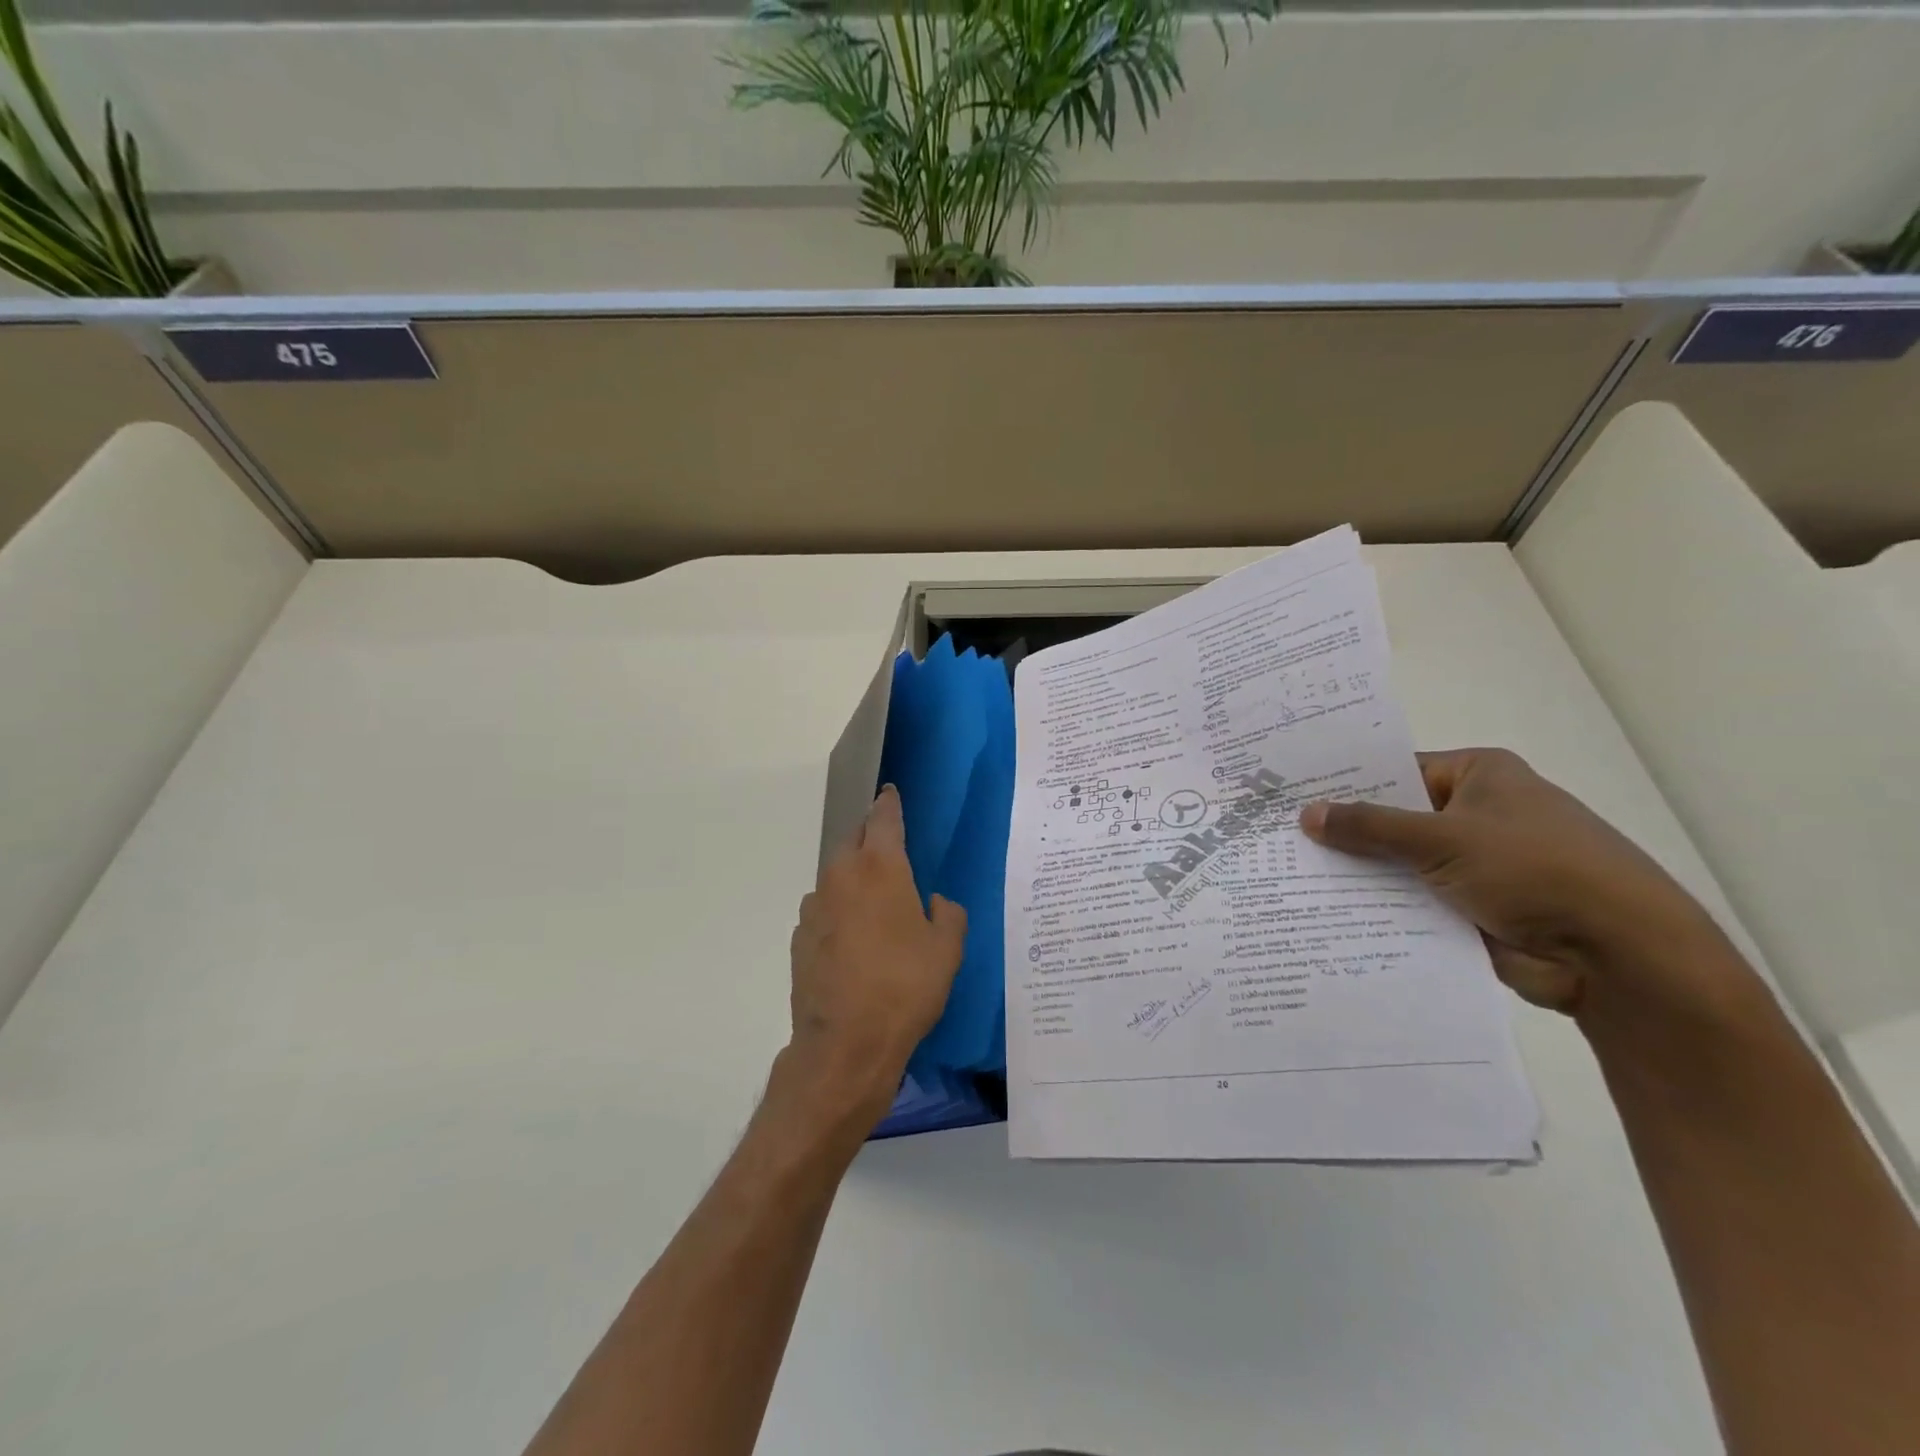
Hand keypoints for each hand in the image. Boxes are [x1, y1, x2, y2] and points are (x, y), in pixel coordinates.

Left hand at [782, 785, 967, 1128]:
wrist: (845, 1043)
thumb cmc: (905, 987)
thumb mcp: (946, 951)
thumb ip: (948, 915)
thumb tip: (935, 902)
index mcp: (880, 868)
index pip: (883, 818)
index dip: (889, 803)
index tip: (889, 792)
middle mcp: (841, 876)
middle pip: (854, 840)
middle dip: (870, 837)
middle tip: (889, 848)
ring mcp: (814, 906)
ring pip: (835, 875)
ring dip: (852, 876)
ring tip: (873, 900)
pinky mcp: (799, 937)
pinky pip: (823, 908)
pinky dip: (838, 910)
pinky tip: (852, 938)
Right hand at [1298, 748, 1739, 1025]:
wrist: (1618, 956)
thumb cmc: (1534, 869)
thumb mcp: (1443, 838)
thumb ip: (1370, 827)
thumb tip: (1306, 814)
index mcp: (1479, 776)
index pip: (1395, 771)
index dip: (1345, 783)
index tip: (1290, 792)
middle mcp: (1476, 814)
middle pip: (1394, 818)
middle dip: (1345, 832)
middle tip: (1277, 835)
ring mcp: (1474, 864)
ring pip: (1400, 864)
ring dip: (1360, 873)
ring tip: (1288, 874)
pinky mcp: (1471, 908)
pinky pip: (1413, 901)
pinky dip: (1381, 907)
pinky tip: (1327, 911)